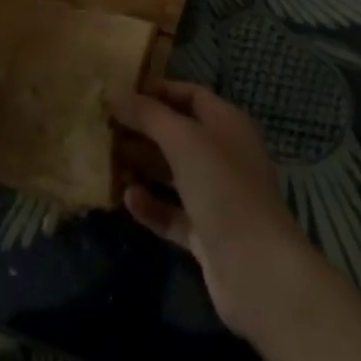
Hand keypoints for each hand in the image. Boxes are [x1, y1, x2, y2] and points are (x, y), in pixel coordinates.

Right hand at [110, 81, 318, 341]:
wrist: (257, 269)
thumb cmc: (223, 188)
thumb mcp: (183, 140)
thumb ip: (148, 114)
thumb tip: (115, 93)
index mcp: (227, 124)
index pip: (189, 95)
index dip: (156, 91)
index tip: (119, 93)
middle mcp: (223, 155)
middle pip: (177, 134)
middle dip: (142, 129)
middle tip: (103, 128)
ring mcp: (215, 196)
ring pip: (172, 174)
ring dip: (142, 166)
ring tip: (105, 160)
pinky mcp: (205, 233)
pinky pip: (172, 212)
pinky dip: (150, 205)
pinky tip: (127, 199)